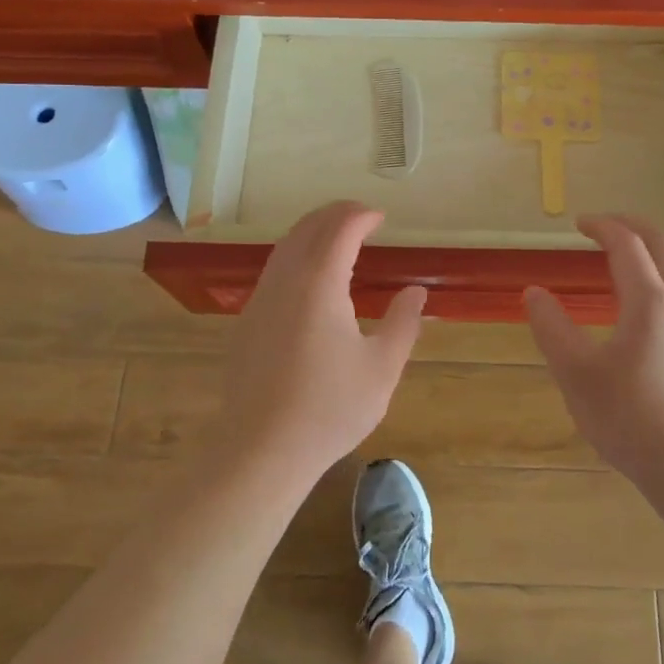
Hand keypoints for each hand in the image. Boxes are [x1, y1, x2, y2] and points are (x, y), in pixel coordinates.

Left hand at [216, 201, 426, 484]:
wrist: (261, 449)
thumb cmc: (329, 409)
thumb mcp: (381, 368)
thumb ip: (403, 323)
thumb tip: (416, 291)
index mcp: (319, 283)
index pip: (339, 229)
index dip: (361, 216)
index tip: (380, 217)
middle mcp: (285, 280)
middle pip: (307, 228)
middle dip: (335, 214)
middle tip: (361, 216)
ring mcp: (260, 299)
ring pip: (285, 246)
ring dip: (312, 231)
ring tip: (337, 237)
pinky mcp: (247, 321)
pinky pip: (274, 269)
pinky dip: (296, 254)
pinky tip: (309, 278)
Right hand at [525, 215, 663, 494]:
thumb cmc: (633, 421)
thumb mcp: (577, 376)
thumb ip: (552, 329)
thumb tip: (533, 292)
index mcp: (649, 300)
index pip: (626, 244)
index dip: (602, 226)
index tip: (580, 223)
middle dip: (633, 225)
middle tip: (606, 226)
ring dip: (660, 245)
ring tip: (636, 252)